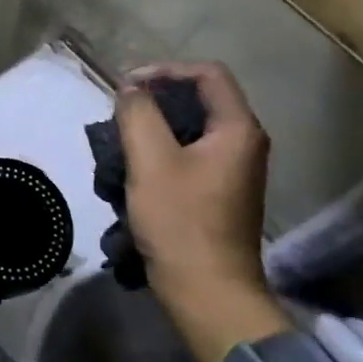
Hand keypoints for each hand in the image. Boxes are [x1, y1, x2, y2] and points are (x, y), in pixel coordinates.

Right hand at [117, 62, 287, 361]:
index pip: (208, 74)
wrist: (208, 291)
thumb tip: (131, 89)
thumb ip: (138, 113)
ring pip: (190, 130)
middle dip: (154, 102)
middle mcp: (244, 144)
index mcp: (237, 129)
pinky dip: (160, 154)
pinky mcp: (219, 193)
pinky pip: (188, 157)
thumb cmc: (180, 220)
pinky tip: (132, 173)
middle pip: (199, 100)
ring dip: (152, 130)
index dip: (165, 70)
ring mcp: (233, 171)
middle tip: (119, 114)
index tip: (128, 86)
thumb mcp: (151, 160)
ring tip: (118, 144)